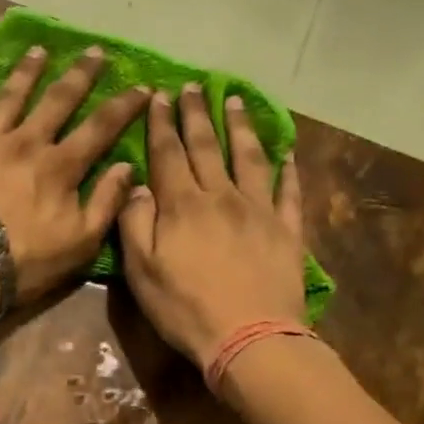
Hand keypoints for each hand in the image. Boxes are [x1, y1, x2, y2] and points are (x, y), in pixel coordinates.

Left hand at [0, 45, 148, 304]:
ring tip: (39, 50)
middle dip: (80, 75)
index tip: (142, 86)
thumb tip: (127, 168)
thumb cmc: (26, 261)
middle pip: (57, 101)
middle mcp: (26, 143)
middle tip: (94, 51)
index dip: (123, 106)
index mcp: (60, 166)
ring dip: (26, 72)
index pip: (100, 128)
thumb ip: (106, 203)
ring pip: (9, 97)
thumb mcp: (81, 242)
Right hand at [118, 86, 305, 367]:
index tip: (158, 95)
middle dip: (196, 114)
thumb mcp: (141, 272)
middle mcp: (221, 196)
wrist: (249, 337)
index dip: (161, 123)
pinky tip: (287, 153)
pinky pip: (289, 192)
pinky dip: (288, 170)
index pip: (168, 153)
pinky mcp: (287, 230)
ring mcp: (259, 210)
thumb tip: (136, 184)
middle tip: (192, 86)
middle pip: (206, 146)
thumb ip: (134, 224)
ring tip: (235, 100)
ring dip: (240, 127)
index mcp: (182, 206)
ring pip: (249, 158)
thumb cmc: (186, 309)